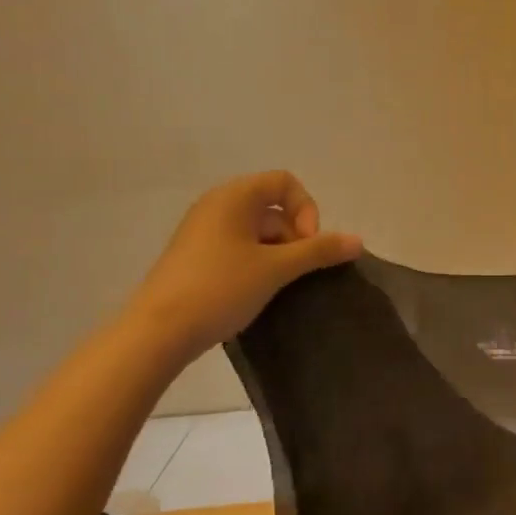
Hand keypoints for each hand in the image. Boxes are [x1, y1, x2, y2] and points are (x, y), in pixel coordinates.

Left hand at [127, 171, 361, 357]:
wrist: (157, 332)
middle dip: (293, 236)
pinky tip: (255, 293)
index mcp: (233, 196)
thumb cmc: (220, 288)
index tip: (306, 245)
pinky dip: (255, 264)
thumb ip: (319, 251)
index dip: (306, 209)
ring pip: (255, 231)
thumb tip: (358, 241)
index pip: (285, 182)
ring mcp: (202, 232)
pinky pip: (237, 248)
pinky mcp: (194, 257)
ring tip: (276, 287)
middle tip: (295, 272)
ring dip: (276, 254)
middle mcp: (216, 205)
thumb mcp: (276, 268)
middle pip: (272, 207)